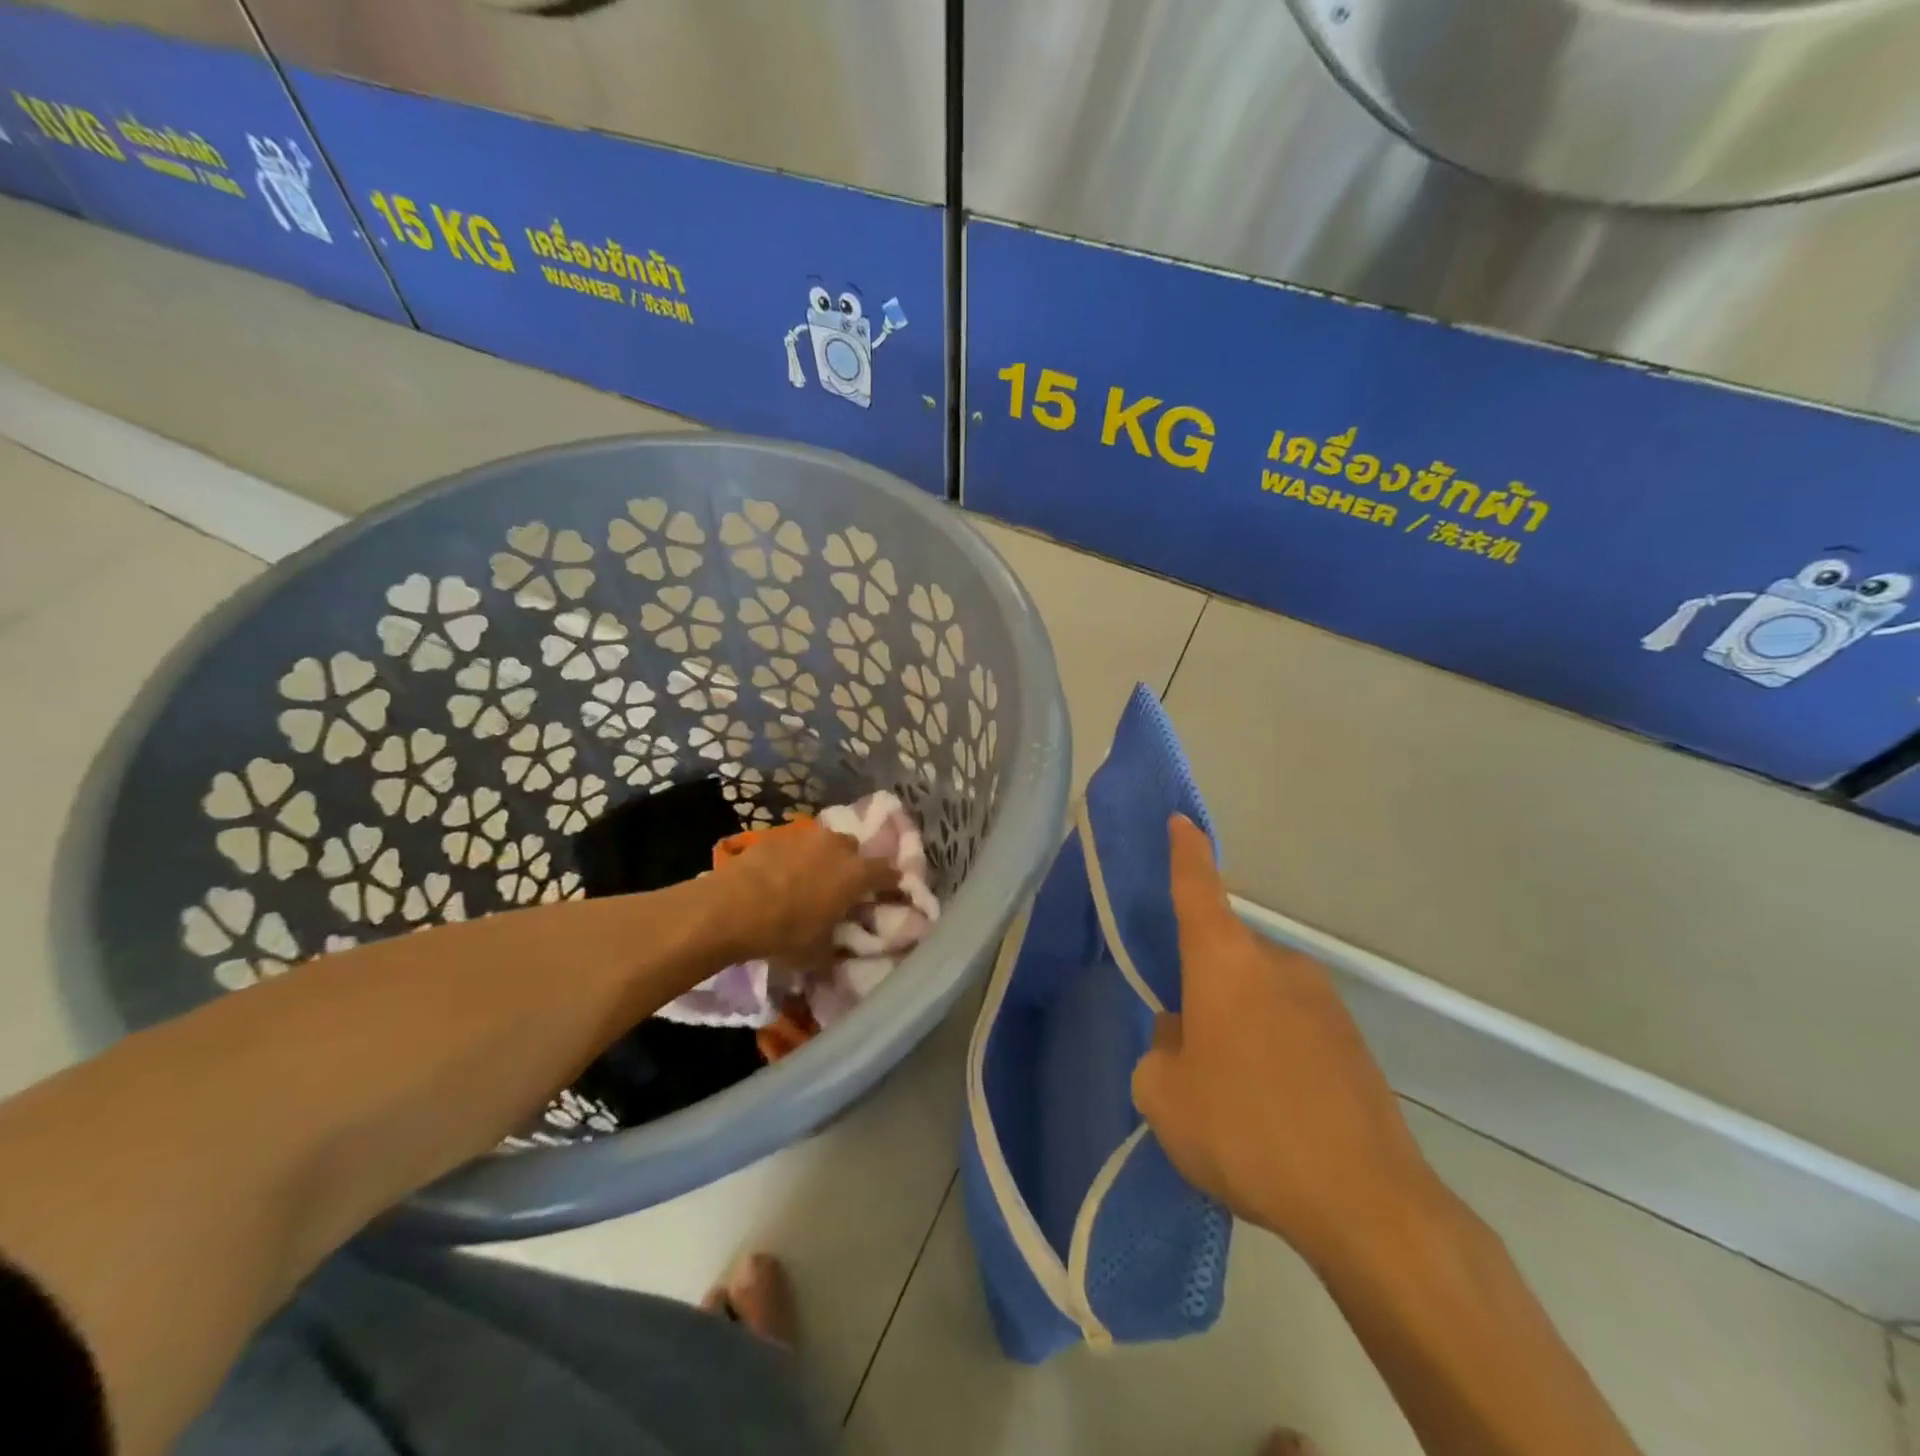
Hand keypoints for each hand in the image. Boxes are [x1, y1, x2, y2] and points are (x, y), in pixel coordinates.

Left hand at [709, 823, 898, 969]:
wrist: (730, 907)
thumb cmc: (784, 932)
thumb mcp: (818, 953)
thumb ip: (837, 946)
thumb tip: (840, 950)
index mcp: (856, 873)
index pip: (888, 872)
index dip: (890, 883)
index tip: (889, 894)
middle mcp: (837, 846)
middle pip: (855, 850)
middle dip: (852, 866)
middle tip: (841, 889)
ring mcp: (805, 836)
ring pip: (824, 844)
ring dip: (822, 859)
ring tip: (808, 881)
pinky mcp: (775, 835)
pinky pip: (795, 846)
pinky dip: (794, 858)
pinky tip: (780, 877)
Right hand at [1132, 817, 1442, 1265]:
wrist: (1365, 1202)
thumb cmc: (1246, 1130)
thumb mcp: (1165, 1096)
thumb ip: (1161, 1051)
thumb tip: (1186, 1036)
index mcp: (1224, 962)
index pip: (1198, 889)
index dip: (1186, 853)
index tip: (1182, 820)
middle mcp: (1277, 965)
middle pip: (1224, 957)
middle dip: (1203, 990)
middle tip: (1191, 1054)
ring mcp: (1323, 1000)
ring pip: (1259, 996)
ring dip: (1240, 1025)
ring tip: (1237, 1096)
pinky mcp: (1354, 1041)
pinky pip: (1293, 1027)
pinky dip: (1275, 1052)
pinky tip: (1276, 1112)